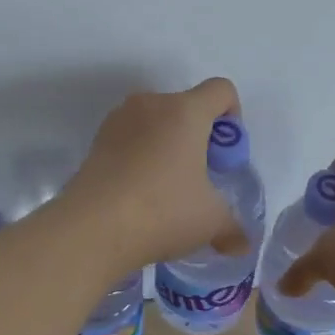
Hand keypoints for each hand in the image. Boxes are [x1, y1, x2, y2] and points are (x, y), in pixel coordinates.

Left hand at [60, 78, 247, 270]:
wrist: (92, 228)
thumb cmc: (162, 211)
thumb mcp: (211, 221)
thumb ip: (233, 227)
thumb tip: (242, 244)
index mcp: (186, 111)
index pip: (221, 90)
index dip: (232, 116)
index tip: (224, 155)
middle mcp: (152, 104)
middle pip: (187, 106)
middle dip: (198, 136)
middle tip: (198, 178)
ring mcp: (119, 119)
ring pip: (156, 121)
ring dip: (167, 145)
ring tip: (166, 187)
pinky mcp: (97, 140)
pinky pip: (131, 137)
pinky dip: (141, 155)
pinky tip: (139, 192)